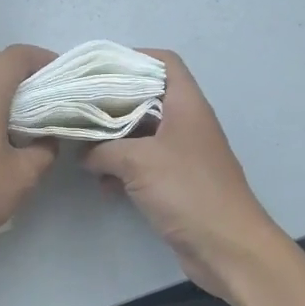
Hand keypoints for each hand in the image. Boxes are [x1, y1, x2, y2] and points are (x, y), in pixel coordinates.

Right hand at [82, 50, 281, 297]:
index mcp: (186, 106)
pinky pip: (142, 165)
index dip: (132, 58)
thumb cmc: (188, 191)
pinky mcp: (176, 183)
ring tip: (84, 151)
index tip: (97, 70)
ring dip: (113, 142)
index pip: (164, 63)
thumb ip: (103, 149)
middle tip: (77, 109)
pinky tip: (102, 185)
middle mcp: (186, 124)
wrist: (227, 247)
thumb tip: (83, 152)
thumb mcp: (137, 161)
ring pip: (140, 135)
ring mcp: (182, 155)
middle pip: (146, 98)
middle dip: (111, 104)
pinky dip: (122, 169)